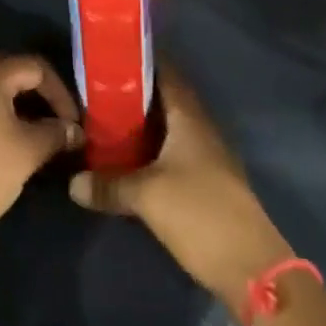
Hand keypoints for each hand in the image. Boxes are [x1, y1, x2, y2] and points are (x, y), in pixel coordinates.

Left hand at [0, 55, 83, 242]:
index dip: (60, 92)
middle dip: (41, 96)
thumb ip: (55, 134)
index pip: (36, 67)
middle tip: (59, 123)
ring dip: (21, 108)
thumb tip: (73, 130)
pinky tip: (11, 143)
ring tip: (39, 135)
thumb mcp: (28, 151)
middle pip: (14, 74)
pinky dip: (1, 117)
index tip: (73, 123)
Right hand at [69, 67, 292, 308]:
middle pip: (165, 100)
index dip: (139, 61)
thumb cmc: (200, 214)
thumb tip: (72, 181)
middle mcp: (201, 128)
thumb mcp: (146, 196)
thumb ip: (108, 185)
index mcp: (189, 117)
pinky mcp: (209, 183)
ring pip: (170, 128)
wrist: (252, 269)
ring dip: (143, 125)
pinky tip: (130, 161)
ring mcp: (208, 156)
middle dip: (134, 94)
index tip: (109, 56)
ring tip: (106, 122)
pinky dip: (153, 151)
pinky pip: (175, 153)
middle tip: (97, 91)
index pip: (164, 73)